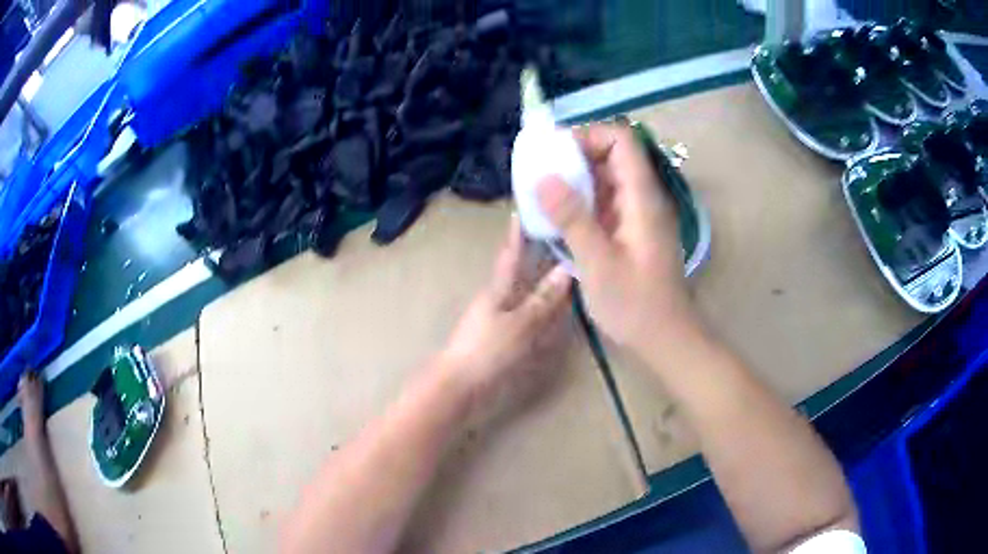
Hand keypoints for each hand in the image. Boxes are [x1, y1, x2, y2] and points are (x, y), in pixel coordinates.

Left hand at [439, 217, 572, 423]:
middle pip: (518, 270)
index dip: (518, 232)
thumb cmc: (487, 351)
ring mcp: (498, 319)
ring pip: (523, 291)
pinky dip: (539, 305)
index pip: (511, 253)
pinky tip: (551, 307)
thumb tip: (567, 268)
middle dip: (534, 252)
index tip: (525, 208)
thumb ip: (543, 299)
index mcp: (498, 289)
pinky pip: (525, 313)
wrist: (459, 386)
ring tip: (561, 264)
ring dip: (539, 277)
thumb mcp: (520, 324)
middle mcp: (498, 299)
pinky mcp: (501, 337)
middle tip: (557, 234)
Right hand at [537, 123, 699, 351]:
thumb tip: (543, 177)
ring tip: (543, 194)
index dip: (590, 136)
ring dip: (576, 180)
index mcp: (642, 198)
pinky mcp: (632, 230)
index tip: (557, 153)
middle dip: (576, 157)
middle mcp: (644, 198)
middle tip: (541, 174)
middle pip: (613, 156)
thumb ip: (573, 218)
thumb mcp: (598, 263)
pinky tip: (560, 218)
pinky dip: (583, 201)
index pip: (622, 140)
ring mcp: (639, 214)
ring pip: (608, 179)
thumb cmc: (636, 305)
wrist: (665, 338)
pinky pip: (607, 201)